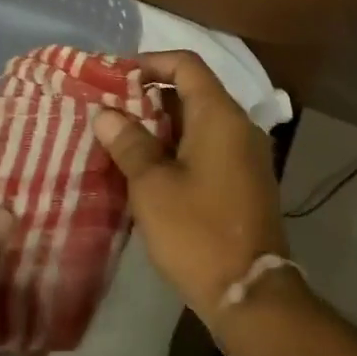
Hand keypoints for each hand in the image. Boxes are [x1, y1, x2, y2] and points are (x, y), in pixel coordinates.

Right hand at [91, 50, 287, 334]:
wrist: (250, 293)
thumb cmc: (197, 231)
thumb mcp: (152, 185)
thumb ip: (129, 142)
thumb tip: (107, 113)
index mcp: (220, 116)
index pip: (186, 65)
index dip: (150, 62)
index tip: (116, 76)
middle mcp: (239, 126)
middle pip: (193, 91)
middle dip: (150, 96)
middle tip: (111, 111)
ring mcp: (246, 154)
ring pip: (200, 121)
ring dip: (163, 124)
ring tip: (122, 139)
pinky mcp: (246, 180)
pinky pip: (209, 146)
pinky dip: (179, 146)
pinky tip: (149, 168)